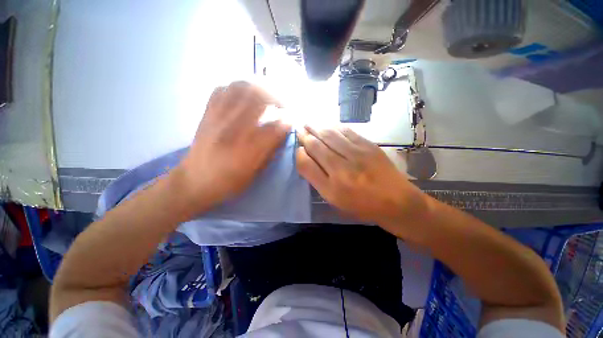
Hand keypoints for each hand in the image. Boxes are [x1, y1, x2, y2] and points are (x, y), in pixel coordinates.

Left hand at [175, 81, 288, 213]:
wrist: (195, 180)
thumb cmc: (229, 181)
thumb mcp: (254, 172)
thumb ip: (270, 150)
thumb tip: (283, 131)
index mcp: (247, 148)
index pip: (274, 126)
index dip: (287, 120)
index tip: (292, 120)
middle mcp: (233, 128)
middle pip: (257, 97)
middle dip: (276, 98)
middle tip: (282, 106)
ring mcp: (218, 117)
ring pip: (240, 87)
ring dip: (258, 88)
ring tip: (266, 97)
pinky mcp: (208, 113)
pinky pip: (222, 89)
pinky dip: (237, 88)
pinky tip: (244, 97)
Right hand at [296, 126, 428, 231]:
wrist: (396, 201)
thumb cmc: (362, 205)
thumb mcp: (335, 200)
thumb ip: (319, 180)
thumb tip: (307, 159)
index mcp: (331, 188)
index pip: (306, 165)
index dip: (299, 153)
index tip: (298, 148)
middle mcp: (341, 169)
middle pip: (317, 146)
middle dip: (305, 135)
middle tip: (299, 129)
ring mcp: (357, 155)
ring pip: (330, 136)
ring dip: (317, 127)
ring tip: (308, 123)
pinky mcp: (369, 146)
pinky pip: (347, 132)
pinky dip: (335, 127)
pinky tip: (328, 124)